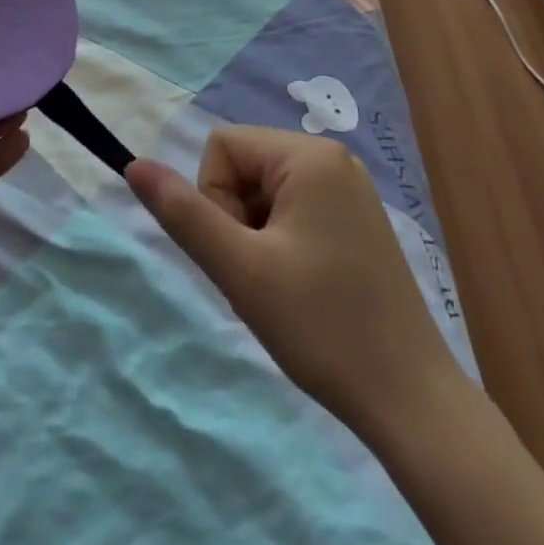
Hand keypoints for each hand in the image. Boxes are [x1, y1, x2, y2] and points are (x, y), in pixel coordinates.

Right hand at [126, 126, 459, 444]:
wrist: (408, 397)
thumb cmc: (321, 326)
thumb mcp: (240, 270)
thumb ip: (184, 214)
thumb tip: (134, 164)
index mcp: (308, 156)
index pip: (222, 147)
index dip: (214, 199)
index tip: (241, 253)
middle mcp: (333, 158)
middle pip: (245, 166)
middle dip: (235, 218)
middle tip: (261, 277)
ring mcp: (350, 188)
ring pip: (266, 192)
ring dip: (255, 235)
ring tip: (281, 287)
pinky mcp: (358, 219)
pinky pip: (295, 209)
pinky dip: (280, 243)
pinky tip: (301, 288)